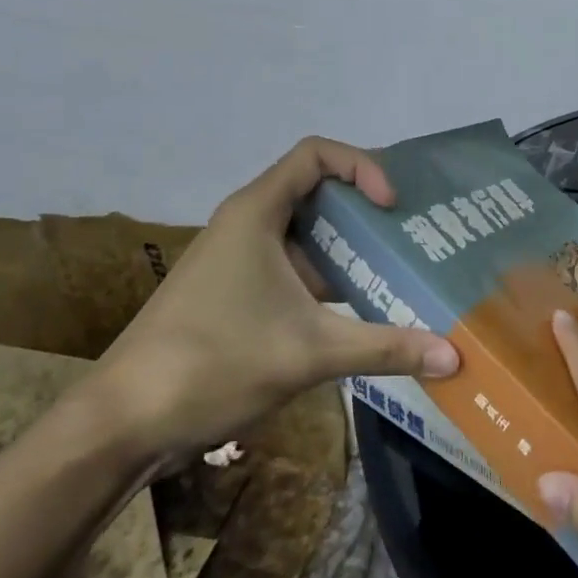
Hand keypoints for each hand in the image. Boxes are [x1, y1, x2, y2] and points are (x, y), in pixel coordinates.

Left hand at [79, 137, 459, 463]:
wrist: (122, 423)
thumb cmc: (213, 363)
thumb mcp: (310, 352)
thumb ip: (386, 348)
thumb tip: (455, 358)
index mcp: (257, 212)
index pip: (316, 154)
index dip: (361, 167)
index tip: (390, 207)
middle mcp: (247, 224)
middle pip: (316, 191)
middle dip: (365, 209)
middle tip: (413, 234)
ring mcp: (239, 260)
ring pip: (305, 234)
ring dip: (349, 248)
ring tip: (399, 269)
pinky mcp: (235, 292)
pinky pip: (293, 267)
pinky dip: (328, 278)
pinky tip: (362, 309)